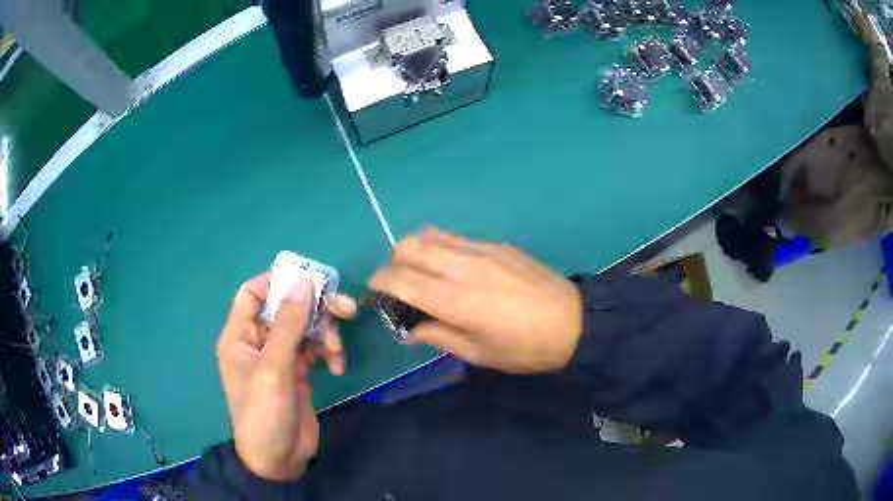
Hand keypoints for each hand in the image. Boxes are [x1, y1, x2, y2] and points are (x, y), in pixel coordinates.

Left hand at [216, 274, 356, 480]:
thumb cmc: (265, 413)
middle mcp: (258, 340)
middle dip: (315, 308)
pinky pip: (315, 349)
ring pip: (305, 327)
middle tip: (346, 309)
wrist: (279, 459)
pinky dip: (328, 352)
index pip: (253, 292)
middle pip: (286, 307)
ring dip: (325, 334)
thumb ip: (288, 324)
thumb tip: (304, 281)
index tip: (310, 282)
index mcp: (240, 334)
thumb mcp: (274, 368)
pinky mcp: (298, 371)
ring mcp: (279, 356)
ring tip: (337, 352)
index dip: (278, 282)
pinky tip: (337, 367)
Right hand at [369, 228, 582, 373]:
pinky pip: (455, 237)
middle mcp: (463, 267)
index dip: (380, 281)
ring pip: (430, 235)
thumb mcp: (478, 353)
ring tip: (423, 273)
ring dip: (415, 251)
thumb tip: (409, 330)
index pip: (401, 278)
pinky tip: (453, 268)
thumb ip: (438, 336)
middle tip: (401, 285)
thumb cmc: (524, 348)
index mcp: (456, 301)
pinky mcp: (497, 244)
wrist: (573, 322)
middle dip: (393, 262)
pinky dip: (440, 248)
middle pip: (409, 246)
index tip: (376, 291)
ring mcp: (481, 250)